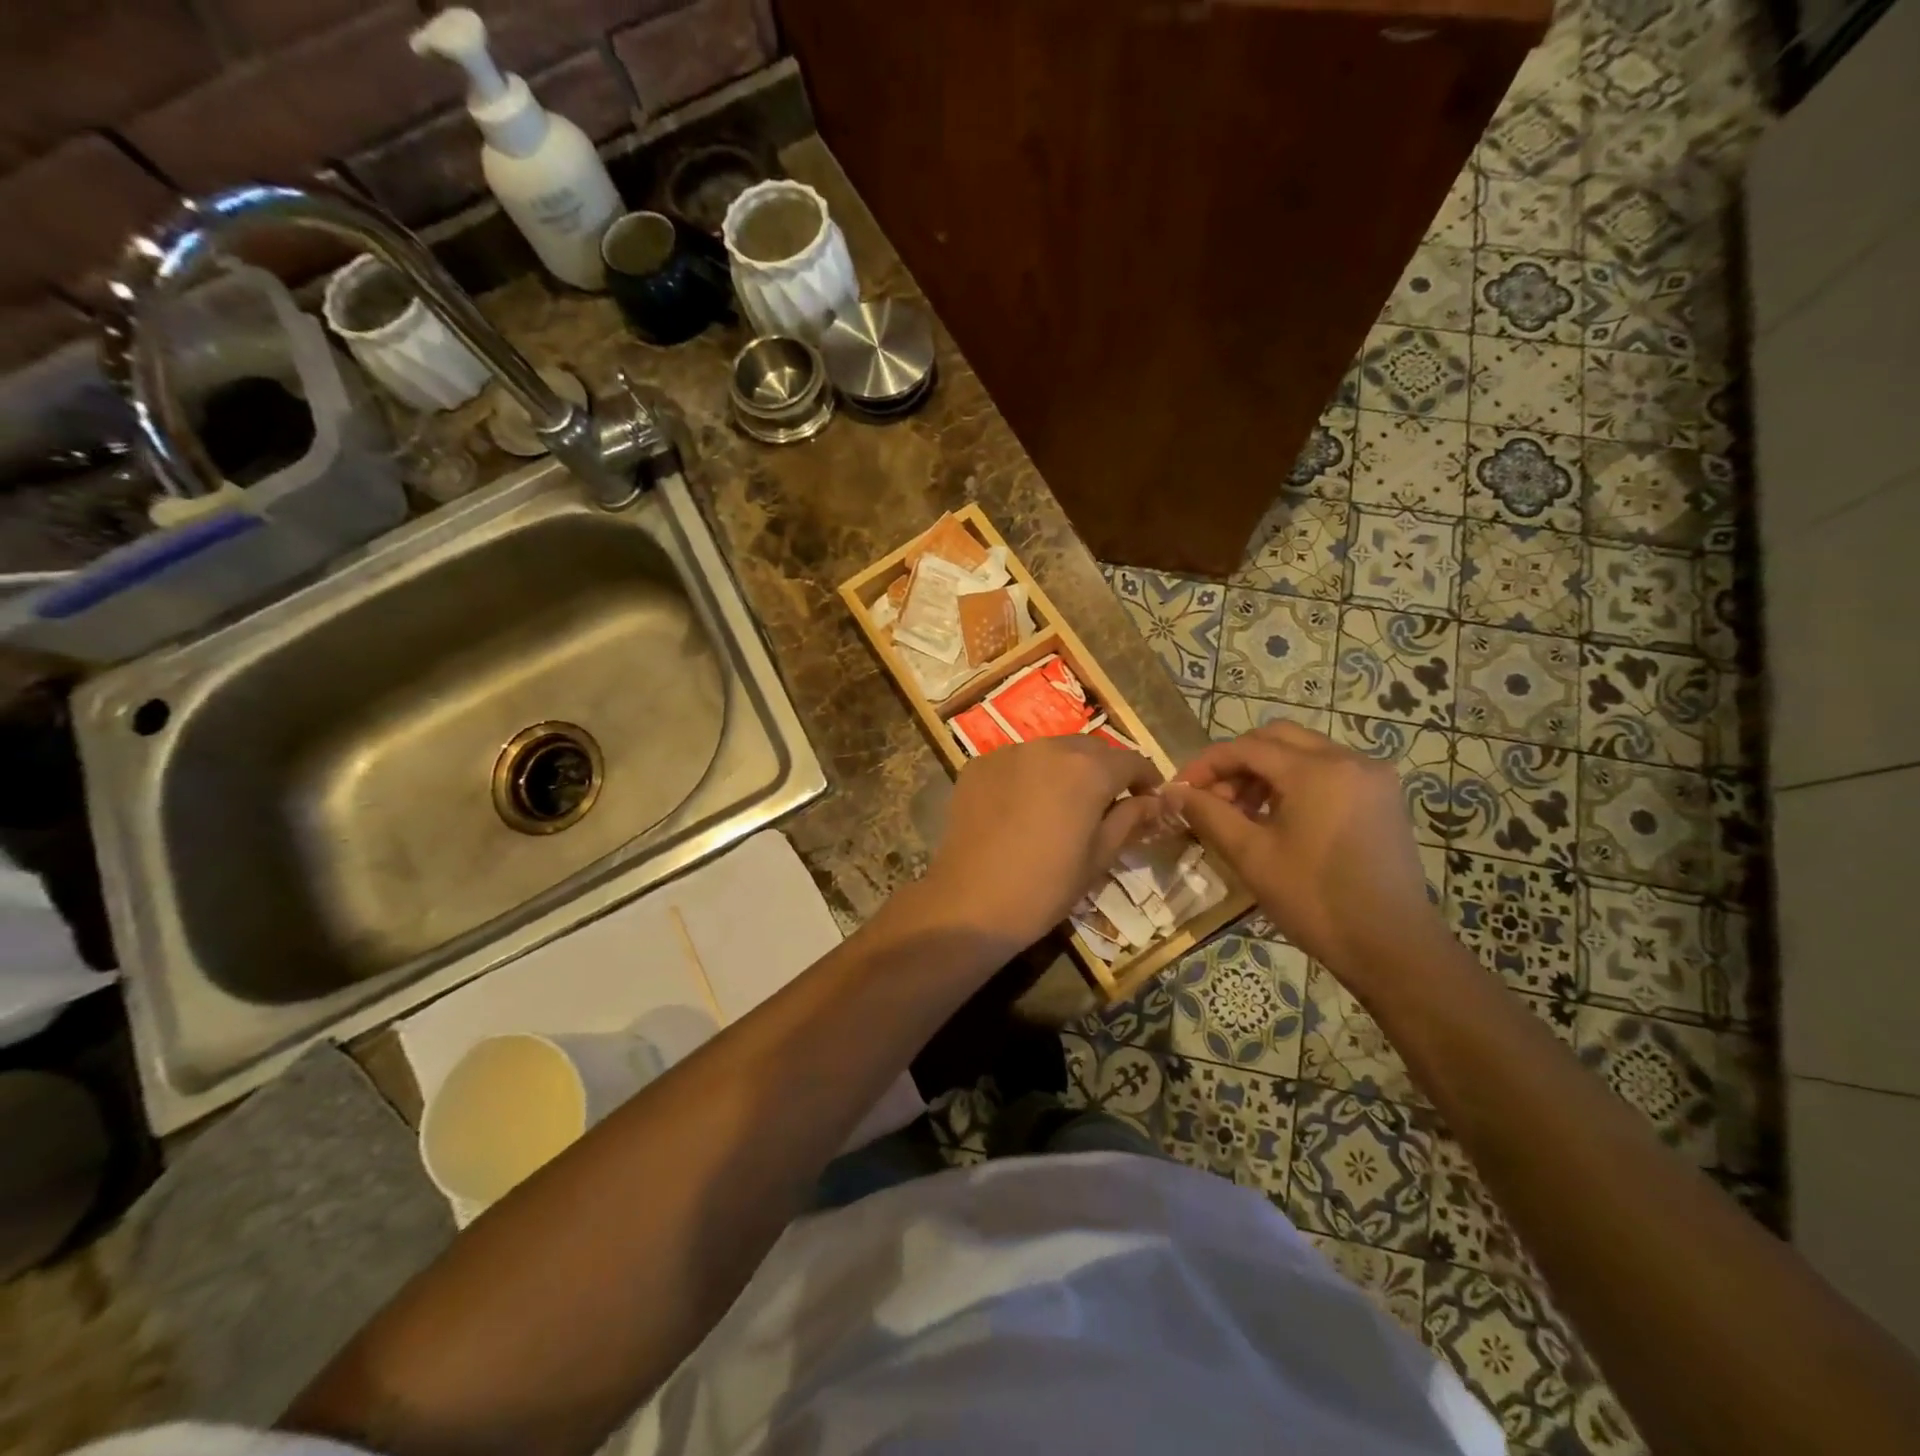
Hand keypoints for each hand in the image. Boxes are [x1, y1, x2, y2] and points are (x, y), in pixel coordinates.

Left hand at [919, 737, 1166, 947]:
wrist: (971, 903)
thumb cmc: (1046, 887)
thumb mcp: (1099, 857)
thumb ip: (1130, 819)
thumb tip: (1154, 801)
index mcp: (1087, 769)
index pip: (1130, 760)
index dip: (1145, 779)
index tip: (1149, 799)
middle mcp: (1049, 747)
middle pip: (1090, 749)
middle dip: (1106, 770)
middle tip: (1109, 802)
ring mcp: (1009, 752)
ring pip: (1051, 751)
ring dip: (1066, 769)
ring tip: (1065, 802)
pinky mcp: (978, 765)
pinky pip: (1016, 761)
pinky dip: (1029, 775)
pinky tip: (1025, 805)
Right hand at [1162, 722, 1447, 991]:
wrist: (1393, 947)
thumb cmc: (1315, 900)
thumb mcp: (1251, 856)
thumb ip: (1208, 814)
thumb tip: (1173, 793)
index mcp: (1316, 770)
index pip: (1246, 747)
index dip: (1206, 765)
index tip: (1180, 791)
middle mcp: (1349, 759)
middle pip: (1277, 739)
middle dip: (1236, 762)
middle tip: (1211, 798)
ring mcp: (1372, 777)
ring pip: (1303, 752)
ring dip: (1265, 772)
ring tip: (1240, 812)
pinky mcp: (1382, 798)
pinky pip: (1328, 771)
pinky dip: (1295, 782)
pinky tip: (1278, 818)